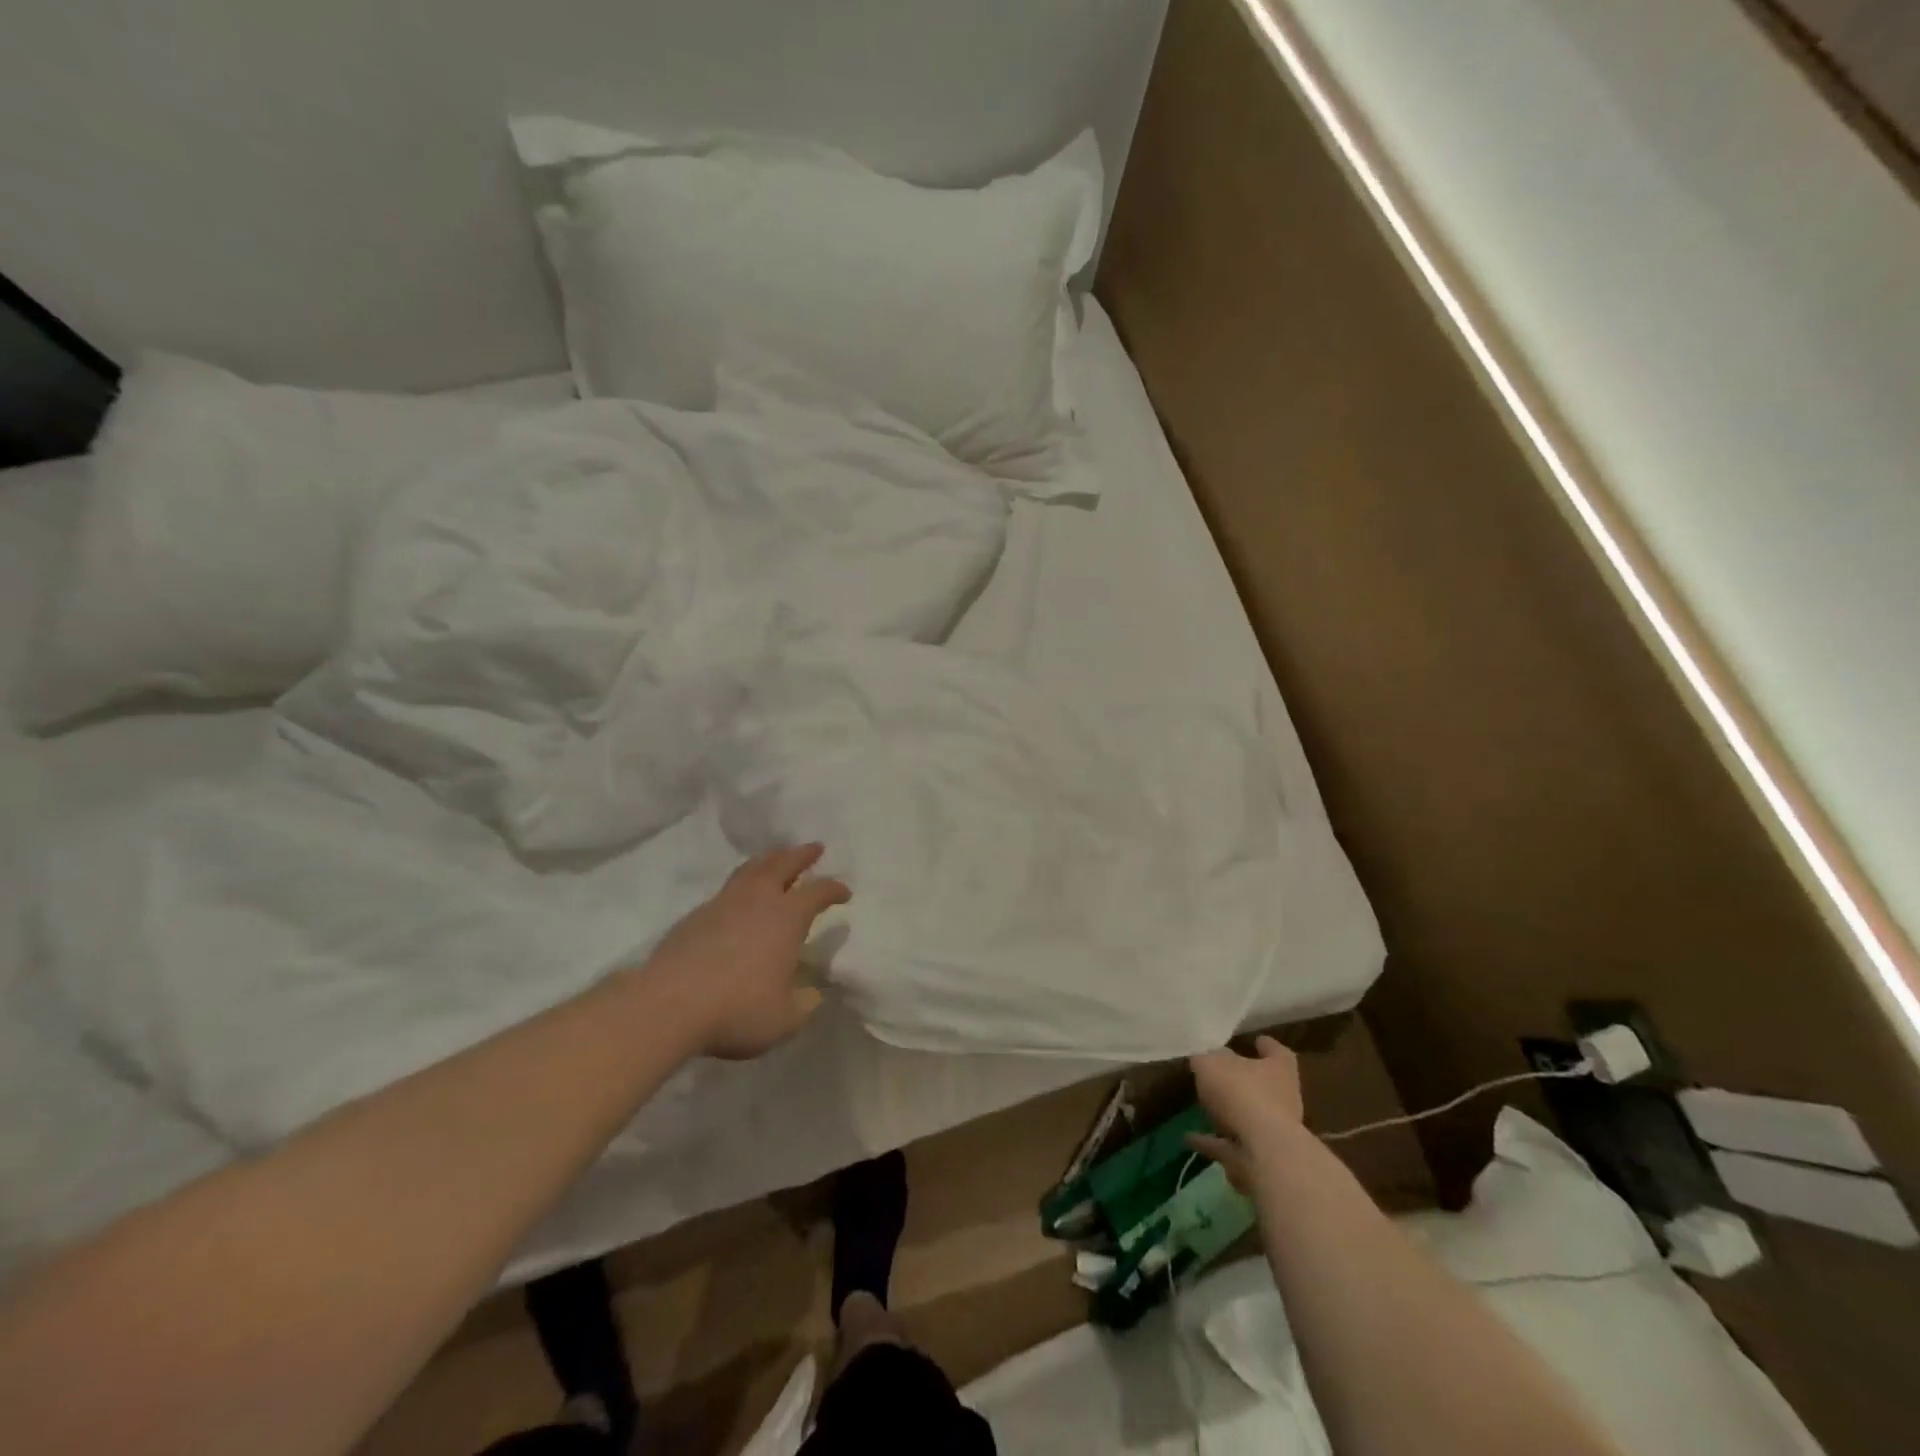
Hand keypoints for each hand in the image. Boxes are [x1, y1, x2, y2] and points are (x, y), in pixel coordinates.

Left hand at [643, 843, 850, 1059]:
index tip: (844, 892)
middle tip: (814, 847)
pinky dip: (741, 884)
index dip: (834, 889)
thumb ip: (804, 1004)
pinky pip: (726, 890)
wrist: (668, 1005)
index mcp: (786, 918)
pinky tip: (740, 898)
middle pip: (782, 864)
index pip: (817, 892)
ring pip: (751, 869)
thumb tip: (811, 993)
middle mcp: (757, 901)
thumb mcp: (784, 1019)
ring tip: (776, 858)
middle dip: (801, 854)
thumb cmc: (737, 1009)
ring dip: (769, 860)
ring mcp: (722, 904)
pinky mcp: (694, 917)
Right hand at [1187, 1035, 1305, 1191]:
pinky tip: (1189, 1138)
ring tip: (1200, 1108)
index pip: (1277, 1052)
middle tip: (1220, 1074)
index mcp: (1279, 1070)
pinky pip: (1231, 1145)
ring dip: (1228, 1114)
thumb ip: (1206, 1057)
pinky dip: (1212, 1141)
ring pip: (1249, 1117)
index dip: (1266, 1046)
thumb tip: (1205, 1054)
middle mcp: (1283, 1099)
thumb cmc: (1242, 1094)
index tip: (1255, 1041)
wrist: (1263, 1154)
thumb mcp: (1212, 1063)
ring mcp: (1274, 1132)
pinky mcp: (1260, 1158)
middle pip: (1264, 1085)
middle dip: (1244, 1081)